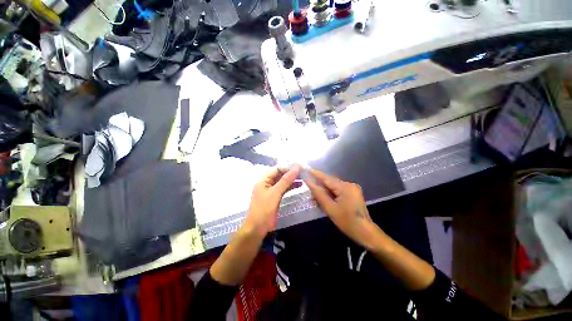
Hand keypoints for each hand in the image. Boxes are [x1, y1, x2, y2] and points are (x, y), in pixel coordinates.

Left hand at [243, 165, 301, 236]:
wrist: (257, 228)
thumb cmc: (264, 209)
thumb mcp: (275, 193)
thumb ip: (285, 180)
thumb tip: (295, 168)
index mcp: (263, 180)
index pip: (277, 169)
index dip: (288, 167)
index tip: (300, 167)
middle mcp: (267, 183)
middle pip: (280, 175)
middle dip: (291, 173)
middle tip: (303, 172)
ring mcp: (271, 190)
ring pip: (283, 182)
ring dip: (292, 180)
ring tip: (303, 177)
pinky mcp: (275, 197)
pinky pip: (283, 189)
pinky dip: (290, 186)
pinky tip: (299, 185)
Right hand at [303, 169, 379, 248]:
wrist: (365, 233)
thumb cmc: (347, 222)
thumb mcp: (330, 208)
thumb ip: (319, 194)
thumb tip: (309, 183)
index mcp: (345, 187)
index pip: (327, 178)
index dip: (316, 174)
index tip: (306, 170)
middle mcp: (349, 184)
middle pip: (330, 182)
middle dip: (319, 186)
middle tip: (310, 193)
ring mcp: (352, 189)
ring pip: (333, 187)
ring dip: (325, 191)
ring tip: (316, 199)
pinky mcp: (353, 193)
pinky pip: (338, 190)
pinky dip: (331, 194)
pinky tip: (326, 200)